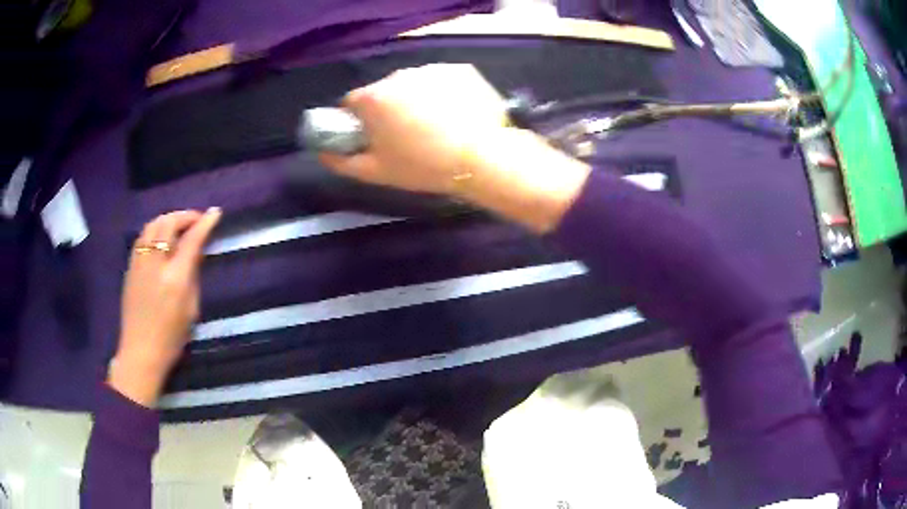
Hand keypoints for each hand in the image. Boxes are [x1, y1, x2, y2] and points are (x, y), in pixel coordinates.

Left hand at [109, 208, 220, 406]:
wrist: (140, 351)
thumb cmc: (171, 337)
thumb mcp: (190, 309)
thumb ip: (192, 276)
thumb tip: (196, 251)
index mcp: (175, 278)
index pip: (191, 240)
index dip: (204, 223)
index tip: (215, 213)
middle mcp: (155, 264)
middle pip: (168, 223)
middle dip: (185, 216)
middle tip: (196, 220)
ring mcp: (139, 263)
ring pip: (152, 225)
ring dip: (168, 219)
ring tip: (178, 225)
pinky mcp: (130, 267)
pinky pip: (143, 236)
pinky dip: (155, 229)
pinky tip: (160, 237)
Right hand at [319, 64, 589, 232]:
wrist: (483, 158)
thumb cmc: (424, 166)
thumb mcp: (376, 172)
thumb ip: (341, 161)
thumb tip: (322, 152)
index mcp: (374, 98)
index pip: (352, 102)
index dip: (360, 119)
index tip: (374, 135)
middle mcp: (398, 75)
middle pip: (383, 90)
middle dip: (389, 108)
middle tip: (409, 134)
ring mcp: (431, 69)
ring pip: (413, 83)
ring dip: (416, 98)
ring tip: (436, 124)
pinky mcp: (459, 69)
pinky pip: (440, 79)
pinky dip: (443, 91)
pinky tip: (456, 112)